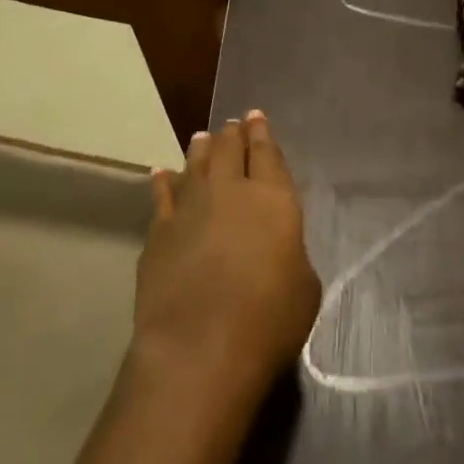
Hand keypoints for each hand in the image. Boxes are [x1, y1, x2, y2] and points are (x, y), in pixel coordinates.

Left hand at [133, 113, 321, 413]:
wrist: (200, 347)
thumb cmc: (268, 319)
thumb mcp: (304, 287)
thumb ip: (290, 253)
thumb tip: (276, 247)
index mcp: (274, 198)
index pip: (267, 152)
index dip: (262, 132)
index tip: (256, 117)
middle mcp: (230, 190)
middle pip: (229, 149)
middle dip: (232, 133)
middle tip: (232, 125)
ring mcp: (189, 206)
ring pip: (194, 163)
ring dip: (200, 148)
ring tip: (202, 138)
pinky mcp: (159, 230)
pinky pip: (161, 194)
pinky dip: (163, 180)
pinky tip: (162, 173)